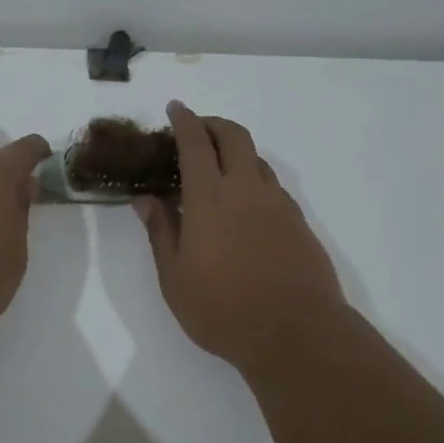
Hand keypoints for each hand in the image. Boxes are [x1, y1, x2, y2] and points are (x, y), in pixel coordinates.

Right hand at [137, 102, 347, 371]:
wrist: (295, 333)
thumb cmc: (222, 310)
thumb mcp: (174, 278)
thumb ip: (160, 231)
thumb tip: (145, 198)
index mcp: (210, 198)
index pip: (195, 143)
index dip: (184, 120)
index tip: (175, 109)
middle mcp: (246, 189)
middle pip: (234, 136)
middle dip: (213, 124)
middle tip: (196, 130)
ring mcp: (278, 203)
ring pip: (256, 159)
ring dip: (235, 151)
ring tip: (217, 169)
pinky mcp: (299, 221)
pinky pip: (272, 185)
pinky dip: (253, 178)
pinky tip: (244, 204)